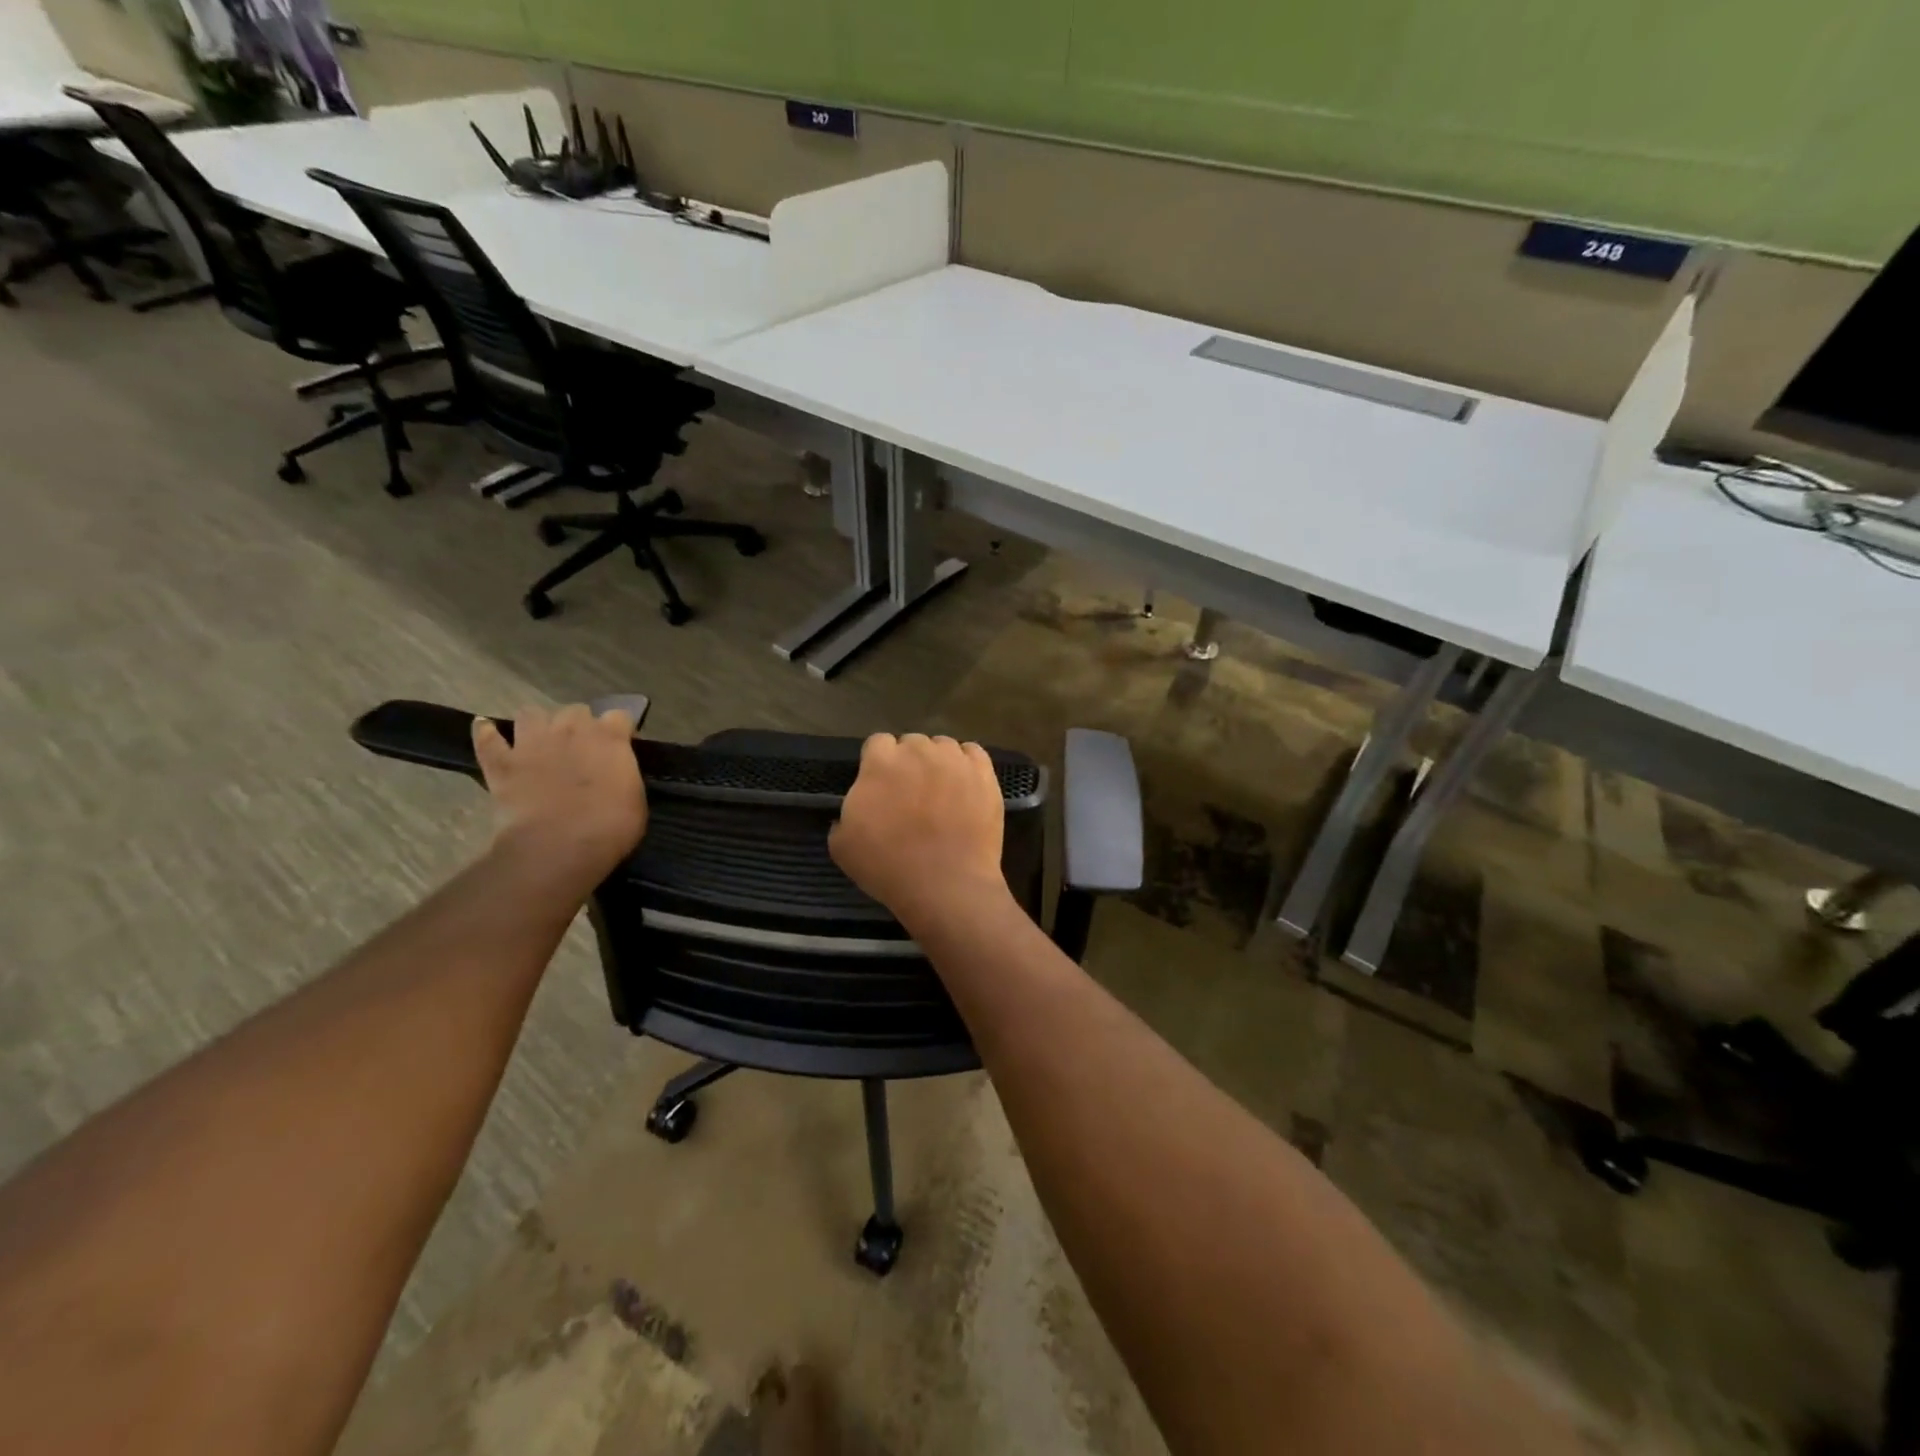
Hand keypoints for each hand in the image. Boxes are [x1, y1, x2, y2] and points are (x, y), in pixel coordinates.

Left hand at [473, 704, 646, 883]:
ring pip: (531, 714)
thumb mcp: (635, 798)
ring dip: (538, 723)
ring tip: (542, 738)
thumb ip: (624, 774)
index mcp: (609, 737)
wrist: (559, 847)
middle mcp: (571, 729)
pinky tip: (486, 728)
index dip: (620, 730)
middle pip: (576, 710)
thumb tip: (617, 772)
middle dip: (580, 724)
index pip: (619, 716)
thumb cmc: (610, 827)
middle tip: (583, 746)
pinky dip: (487, 733)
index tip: (622, 745)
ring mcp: (532, 743)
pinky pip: (487, 740)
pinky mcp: (501, 764)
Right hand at [829, 733, 1007, 929]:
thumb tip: (854, 811)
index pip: (877, 743)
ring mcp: (955, 760)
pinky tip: (965, 786)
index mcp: (881, 761)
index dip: (878, 763)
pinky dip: (967, 764)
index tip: (881, 786)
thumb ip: (844, 816)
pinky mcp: (983, 773)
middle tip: (911, 793)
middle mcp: (918, 750)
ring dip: (939, 762)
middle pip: (912, 744)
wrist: (945, 885)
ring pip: (943, 747)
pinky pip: (973, 754)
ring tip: (941, 791)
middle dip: (909, 762)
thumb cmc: (888, 866)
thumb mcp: (842, 846)